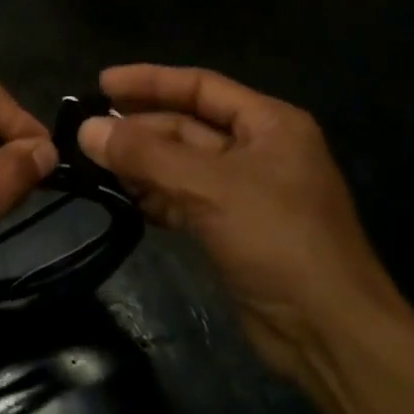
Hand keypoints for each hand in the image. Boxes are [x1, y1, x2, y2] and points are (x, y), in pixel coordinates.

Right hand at [77, 64, 403, 375]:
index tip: (102, 83)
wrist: (328, 331)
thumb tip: (86, 129)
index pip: (201, 86)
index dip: (150, 81)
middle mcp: (258, 150)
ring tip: (93, 165)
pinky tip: (122, 198)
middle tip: (86, 135)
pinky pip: (183, 199)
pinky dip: (154, 197)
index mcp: (269, 124)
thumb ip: (146, 155)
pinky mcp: (231, 229)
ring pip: (181, 165)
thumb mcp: (210, 187)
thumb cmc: (278, 240)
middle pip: (187, 126)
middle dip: (139, 130)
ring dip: (141, 164)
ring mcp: (244, 192)